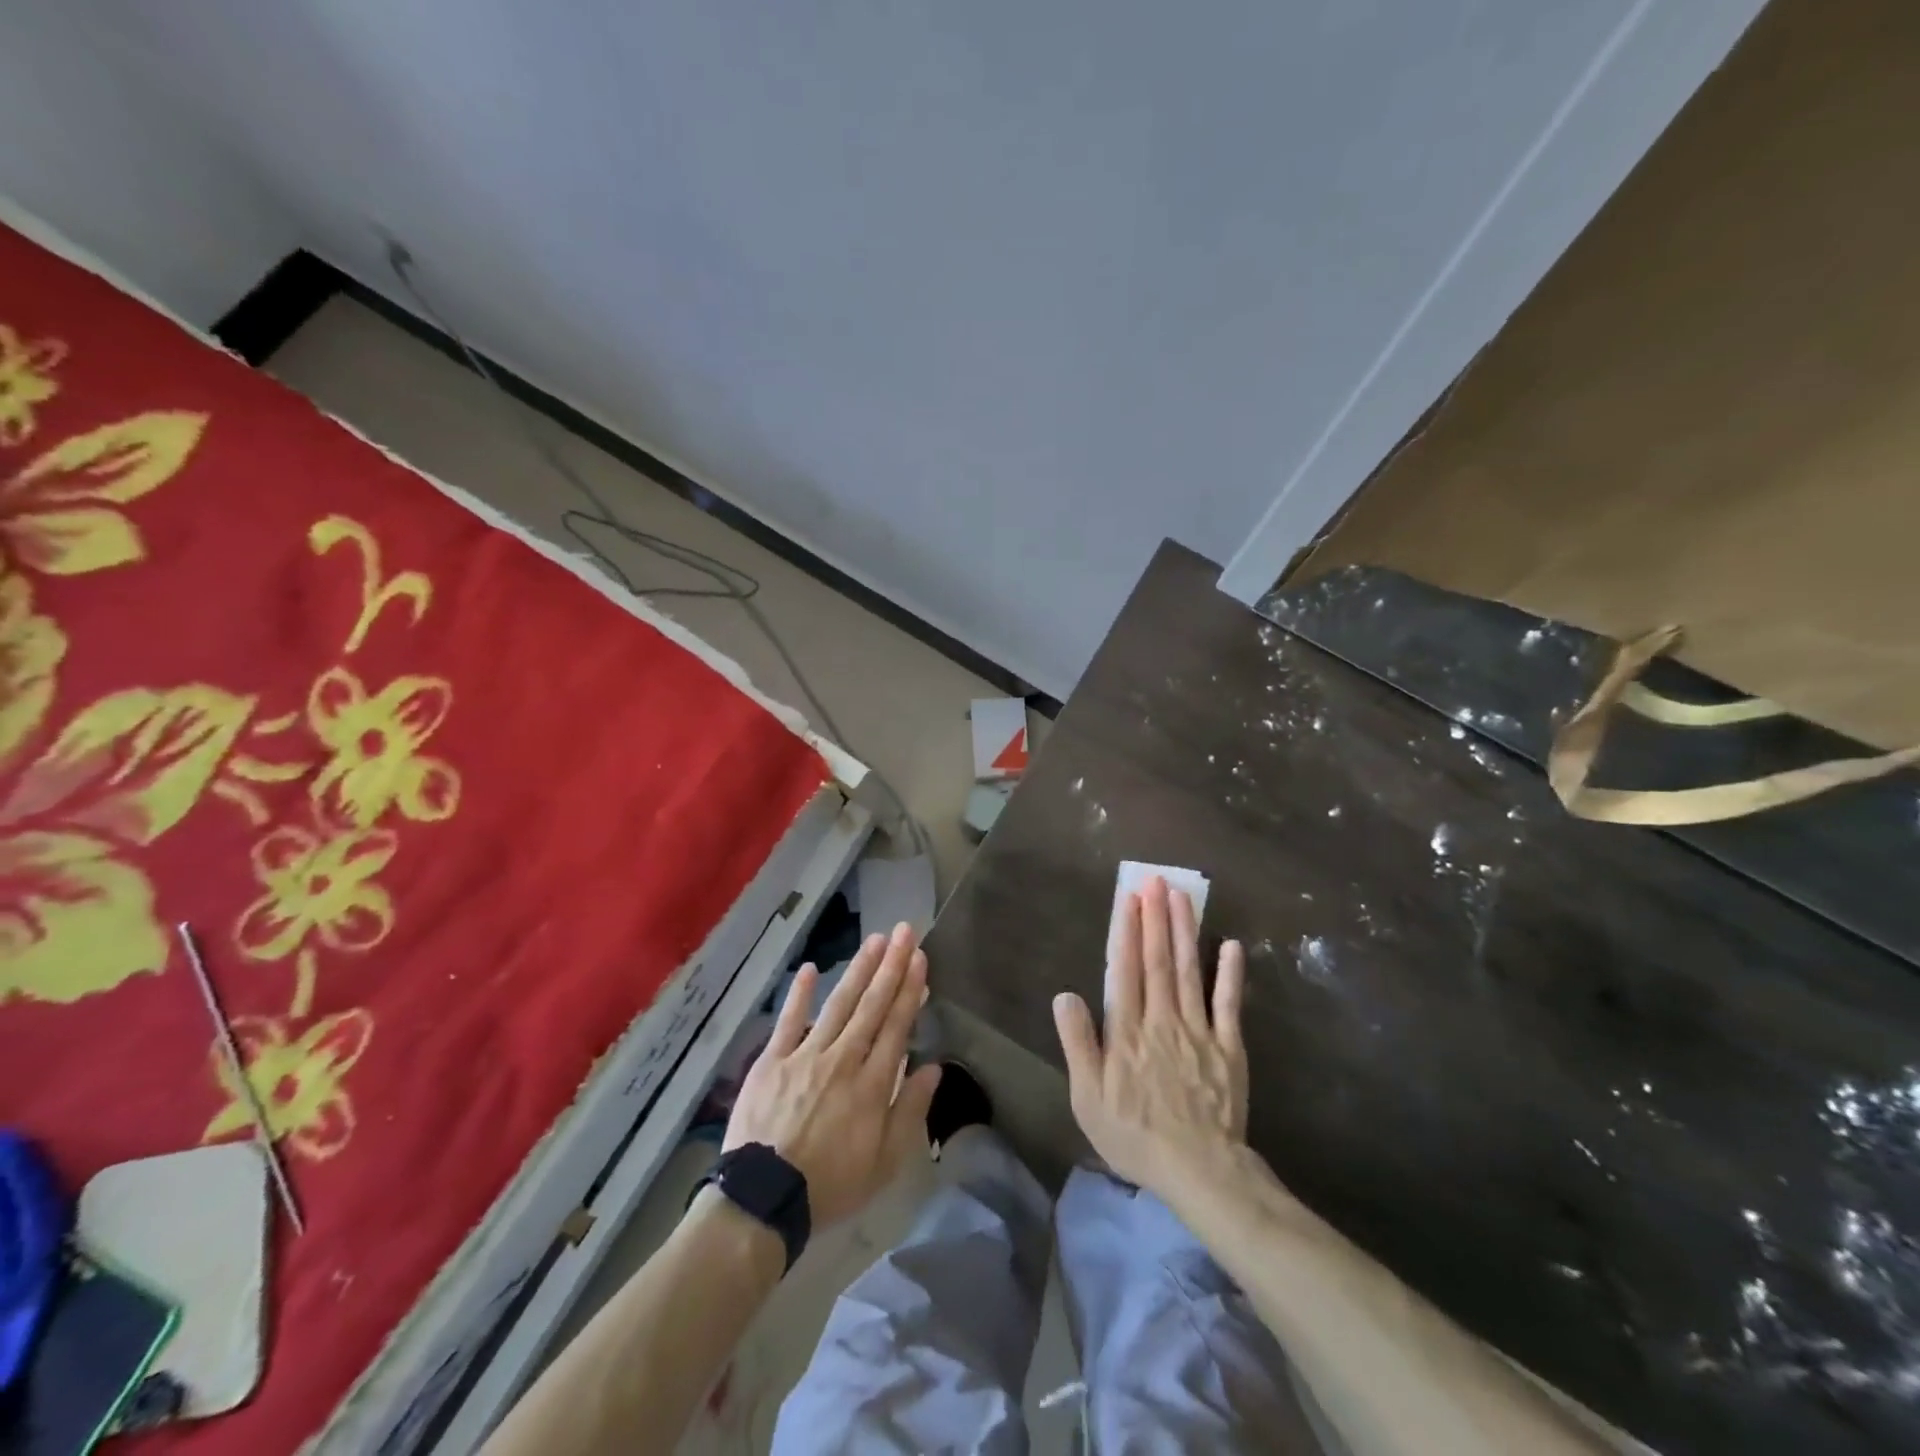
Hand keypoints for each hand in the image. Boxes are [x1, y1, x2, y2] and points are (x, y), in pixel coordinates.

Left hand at [724, 923, 942, 1226]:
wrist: (764, 1200)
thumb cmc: (830, 1186)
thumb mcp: (884, 1163)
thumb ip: (910, 1111)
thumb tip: (934, 1068)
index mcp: (872, 1085)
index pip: (897, 1026)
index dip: (910, 989)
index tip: (920, 958)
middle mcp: (843, 1060)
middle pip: (872, 1005)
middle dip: (891, 965)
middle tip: (905, 931)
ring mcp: (805, 1055)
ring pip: (839, 1004)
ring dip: (859, 970)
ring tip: (875, 940)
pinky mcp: (772, 1060)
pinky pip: (789, 1020)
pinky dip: (800, 994)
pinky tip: (812, 968)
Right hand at [1053, 875, 1247, 1195]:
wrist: (1199, 1171)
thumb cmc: (1134, 1135)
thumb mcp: (1088, 1097)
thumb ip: (1079, 1043)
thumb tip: (1065, 995)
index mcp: (1127, 1030)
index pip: (1124, 969)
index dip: (1126, 930)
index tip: (1128, 898)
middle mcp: (1162, 1019)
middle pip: (1157, 960)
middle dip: (1155, 917)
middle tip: (1155, 880)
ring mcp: (1198, 1030)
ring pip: (1189, 971)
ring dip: (1185, 931)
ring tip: (1182, 896)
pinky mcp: (1228, 1046)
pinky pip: (1229, 1004)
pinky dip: (1231, 974)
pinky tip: (1231, 944)